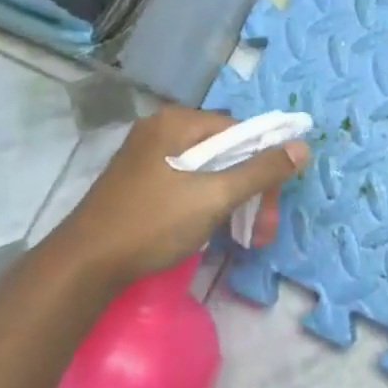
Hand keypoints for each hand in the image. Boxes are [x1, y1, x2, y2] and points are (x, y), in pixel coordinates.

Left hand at [55, 106, 308, 287]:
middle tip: (262, 232)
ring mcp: (148, 157)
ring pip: (208, 172)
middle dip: (250, 191)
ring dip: (233, 203)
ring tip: (245, 240)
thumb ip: (260, 171)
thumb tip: (302, 146)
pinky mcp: (141, 183)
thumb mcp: (214, 197)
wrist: (84, 265)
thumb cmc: (152, 223)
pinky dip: (207, 205)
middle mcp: (162, 131)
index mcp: (177, 122)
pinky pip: (188, 184)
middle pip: (225, 153)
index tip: (273, 204)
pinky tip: (213, 232)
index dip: (264, 165)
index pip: (240, 132)